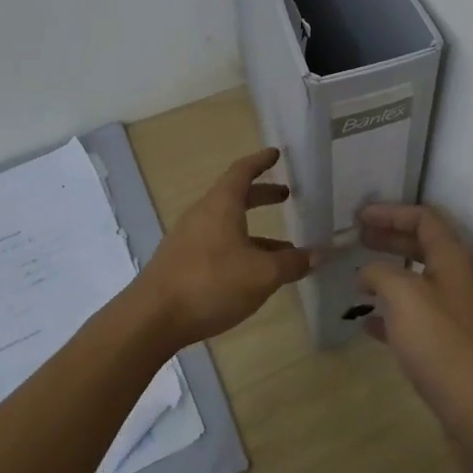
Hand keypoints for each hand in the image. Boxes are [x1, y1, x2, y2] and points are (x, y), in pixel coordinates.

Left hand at [139, 148, 321, 345]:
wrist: (152, 318)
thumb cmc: (211, 283)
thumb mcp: (262, 274)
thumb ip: (292, 263)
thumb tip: (319, 254)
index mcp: (221, 205)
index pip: (242, 171)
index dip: (260, 161)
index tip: (275, 154)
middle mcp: (202, 214)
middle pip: (234, 196)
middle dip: (261, 195)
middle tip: (285, 196)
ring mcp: (188, 238)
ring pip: (227, 223)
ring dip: (254, 229)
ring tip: (283, 247)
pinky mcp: (181, 262)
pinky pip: (217, 244)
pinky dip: (240, 247)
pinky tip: (254, 273)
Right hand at [357, 204, 472, 446]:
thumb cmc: (441, 343)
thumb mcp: (403, 297)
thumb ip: (380, 273)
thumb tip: (367, 273)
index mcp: (453, 259)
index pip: (424, 219)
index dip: (391, 212)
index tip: (359, 216)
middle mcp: (458, 280)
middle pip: (421, 246)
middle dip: (389, 239)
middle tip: (357, 238)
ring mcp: (456, 313)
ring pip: (417, 282)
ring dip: (388, 275)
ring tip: (358, 278)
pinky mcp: (449, 344)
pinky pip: (416, 316)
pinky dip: (392, 313)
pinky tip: (368, 323)